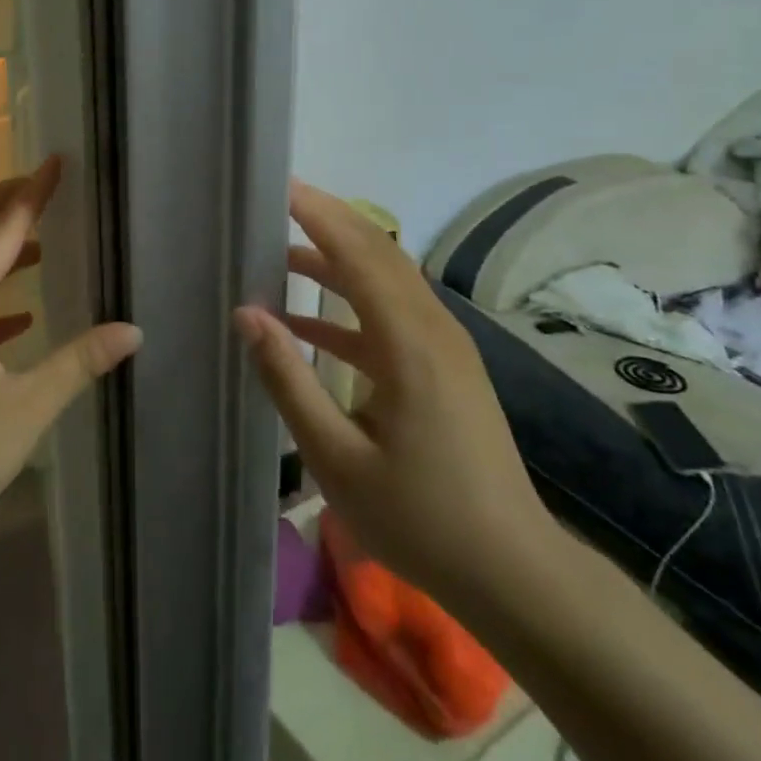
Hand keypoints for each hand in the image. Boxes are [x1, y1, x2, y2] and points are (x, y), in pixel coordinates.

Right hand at [233, 179, 556, 608]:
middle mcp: (433, 330)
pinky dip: (348, 307)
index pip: (359, 255)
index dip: (319, 215)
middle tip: (275, 203)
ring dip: (336, 261)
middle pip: (378, 254)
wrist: (513, 573)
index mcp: (409, 344)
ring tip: (280, 254)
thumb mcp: (335, 456)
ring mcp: (444, 348)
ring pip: (386, 281)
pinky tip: (305, 324)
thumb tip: (247, 313)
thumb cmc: (420, 518)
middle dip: (328, 222)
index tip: (278, 188)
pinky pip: (392, 315)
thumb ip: (288, 379)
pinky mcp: (444, 369)